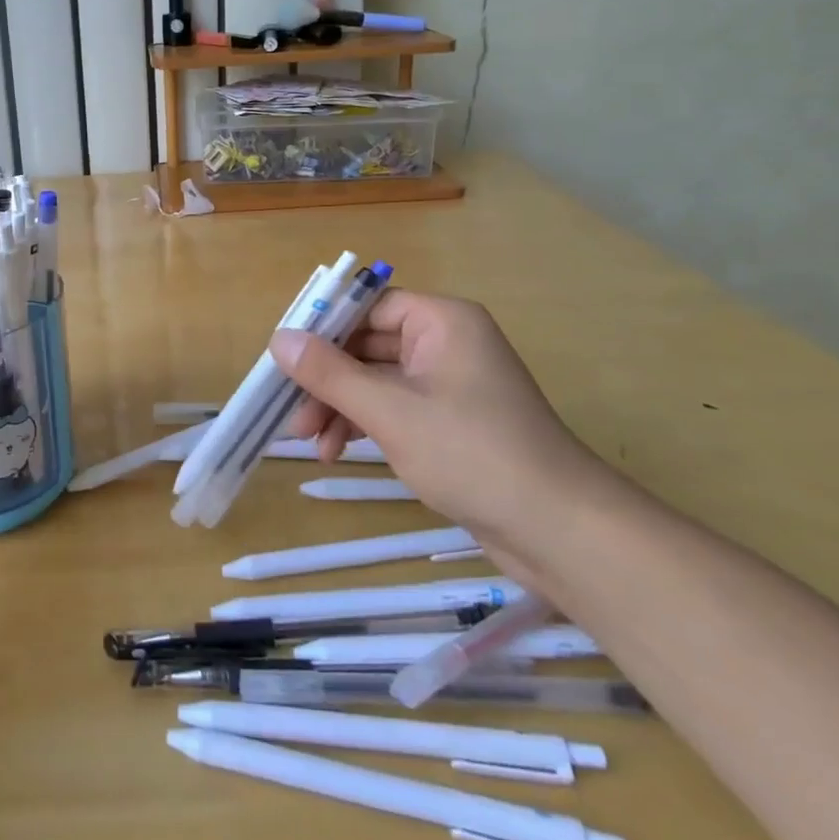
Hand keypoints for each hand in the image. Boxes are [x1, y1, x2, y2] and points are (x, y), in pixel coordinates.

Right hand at [274, 292, 610, 556]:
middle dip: (327, 380)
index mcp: (441, 321)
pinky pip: (394, 407)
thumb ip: (330, 373)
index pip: (367, 307)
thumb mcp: (390, 411)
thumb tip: (278, 338)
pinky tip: (337, 451)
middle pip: (367, 345)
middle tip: (290, 414)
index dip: (322, 329)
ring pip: (376, 380)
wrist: (560, 532)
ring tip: (311, 445)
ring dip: (340, 407)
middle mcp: (446, 342)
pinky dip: (364, 424)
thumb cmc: (472, 454)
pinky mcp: (451, 421)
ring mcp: (449, 383)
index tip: (283, 358)